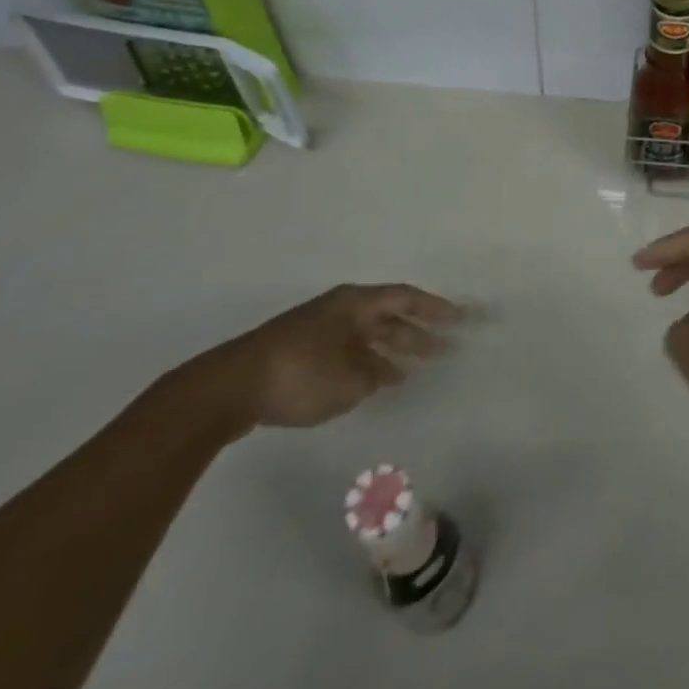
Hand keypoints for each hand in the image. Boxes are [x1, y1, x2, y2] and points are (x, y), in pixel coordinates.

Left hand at [190, 284, 463, 434]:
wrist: (228, 390)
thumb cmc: (299, 375)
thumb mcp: (349, 380)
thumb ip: (374, 375)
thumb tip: (381, 373)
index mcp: (355, 304)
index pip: (405, 298)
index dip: (435, 308)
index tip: (460, 319)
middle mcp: (341, 310)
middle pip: (388, 317)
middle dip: (417, 333)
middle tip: (444, 349)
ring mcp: (319, 330)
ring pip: (367, 337)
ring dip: (391, 352)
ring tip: (413, 371)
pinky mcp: (301, 353)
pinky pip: (349, 352)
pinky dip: (367, 364)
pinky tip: (373, 384)